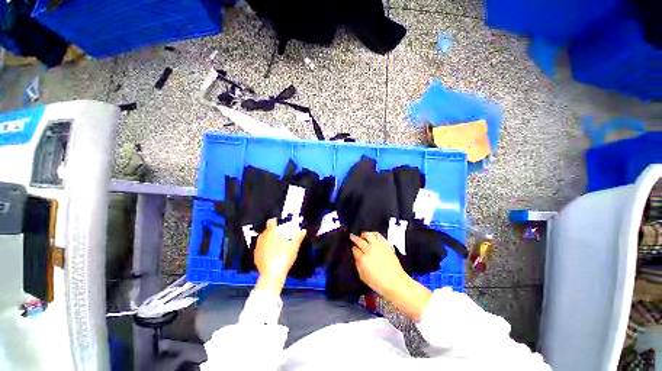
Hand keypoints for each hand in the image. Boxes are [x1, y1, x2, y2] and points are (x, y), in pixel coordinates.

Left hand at [254, 218, 306, 294]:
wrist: (272, 275)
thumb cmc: (284, 257)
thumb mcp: (294, 246)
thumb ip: (298, 237)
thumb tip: (303, 230)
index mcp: (271, 233)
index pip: (271, 222)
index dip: (275, 221)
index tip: (279, 222)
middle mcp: (262, 238)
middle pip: (266, 231)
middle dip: (272, 231)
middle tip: (280, 234)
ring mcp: (258, 248)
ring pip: (262, 239)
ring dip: (268, 239)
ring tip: (276, 243)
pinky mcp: (256, 257)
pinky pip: (260, 248)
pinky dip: (265, 248)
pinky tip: (271, 253)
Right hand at [350, 232, 407, 294]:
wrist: (395, 282)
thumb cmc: (378, 283)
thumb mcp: (363, 277)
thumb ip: (357, 265)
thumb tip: (355, 256)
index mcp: (363, 259)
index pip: (354, 249)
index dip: (352, 247)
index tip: (352, 247)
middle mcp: (369, 250)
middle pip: (359, 240)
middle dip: (354, 238)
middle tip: (352, 236)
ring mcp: (378, 246)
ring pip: (368, 234)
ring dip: (364, 234)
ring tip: (363, 236)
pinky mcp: (386, 244)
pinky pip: (379, 236)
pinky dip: (374, 235)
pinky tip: (373, 238)